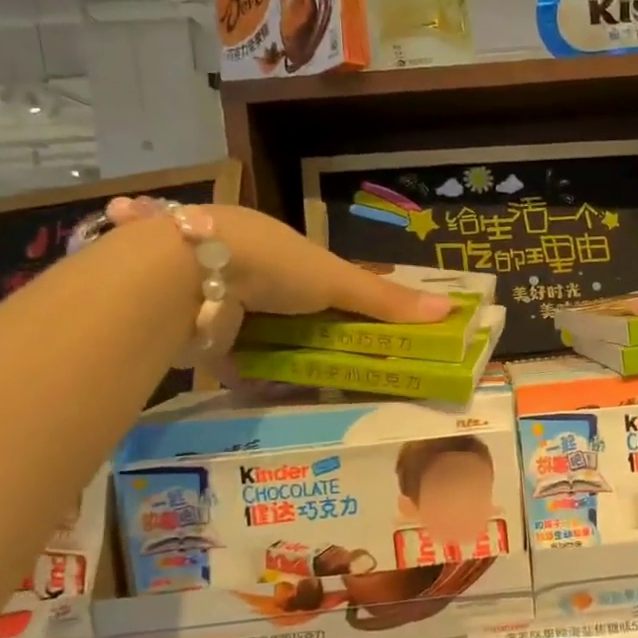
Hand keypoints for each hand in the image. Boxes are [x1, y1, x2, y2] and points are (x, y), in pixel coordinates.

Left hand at [106, 197, 450, 364]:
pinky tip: (274, 391)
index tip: (366, 328)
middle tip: (346, 364)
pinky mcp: (199, 334)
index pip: (317, 275)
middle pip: (290, 307)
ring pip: (262, 333)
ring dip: (282, 355)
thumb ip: (386, 300)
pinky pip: (234, 357)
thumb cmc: (272, 264)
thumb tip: (451, 311)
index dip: (341, 299)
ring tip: (318, 384)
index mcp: (278, 246)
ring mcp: (220, 301)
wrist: (187, 277)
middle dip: (312, 333)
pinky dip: (253, 373)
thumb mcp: (336, 279)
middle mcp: (247, 269)